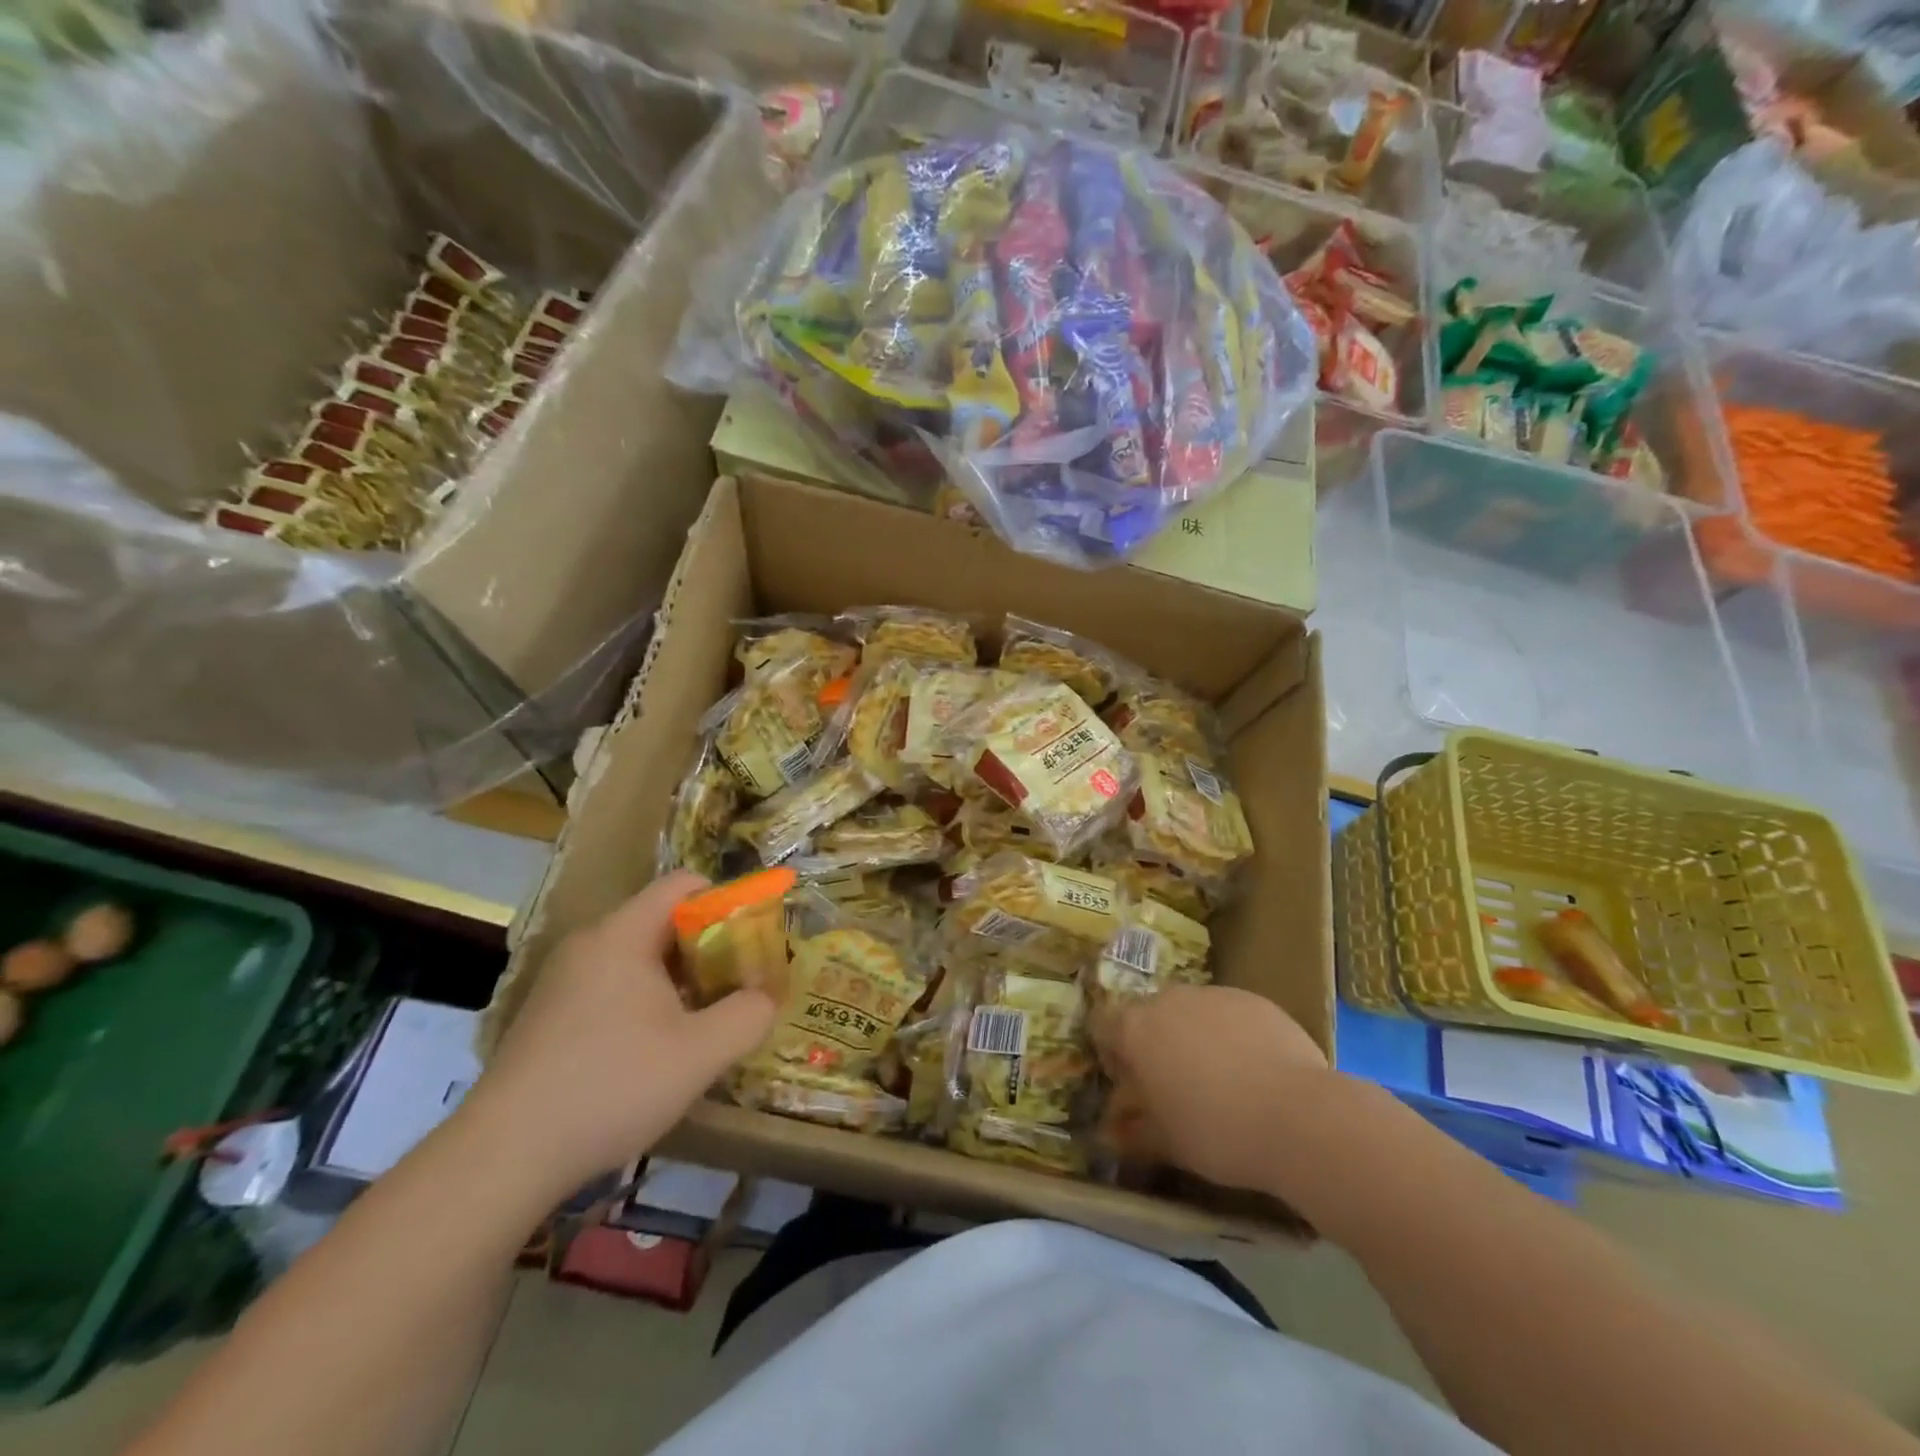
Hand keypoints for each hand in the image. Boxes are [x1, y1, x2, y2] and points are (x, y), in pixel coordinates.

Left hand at [466, 872, 776, 1197]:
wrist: (502, 1159)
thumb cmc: (611, 1087)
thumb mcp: (700, 1053)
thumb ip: (748, 1015)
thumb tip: (766, 998)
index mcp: (622, 934)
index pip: (684, 885)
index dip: (727, 903)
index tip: (752, 943)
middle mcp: (589, 944)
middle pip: (664, 921)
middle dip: (709, 948)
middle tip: (736, 988)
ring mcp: (563, 981)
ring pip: (639, 958)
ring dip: (679, 980)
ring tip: (703, 1023)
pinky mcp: (548, 1016)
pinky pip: (612, 986)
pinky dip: (645, 1002)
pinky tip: (654, 1052)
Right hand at [1093, 984, 1330, 1196]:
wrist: (1301, 1117)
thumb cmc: (1217, 1132)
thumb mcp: (1166, 1144)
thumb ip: (1132, 1132)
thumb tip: (1110, 1135)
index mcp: (1136, 1028)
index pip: (1102, 1024)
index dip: (1111, 1052)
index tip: (1130, 1083)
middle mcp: (1169, 999)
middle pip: (1148, 1014)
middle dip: (1154, 1043)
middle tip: (1175, 1085)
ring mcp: (1214, 994)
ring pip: (1190, 1011)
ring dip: (1193, 1036)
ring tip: (1221, 1080)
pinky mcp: (1255, 999)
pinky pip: (1229, 1014)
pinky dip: (1231, 1035)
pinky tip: (1255, 1072)